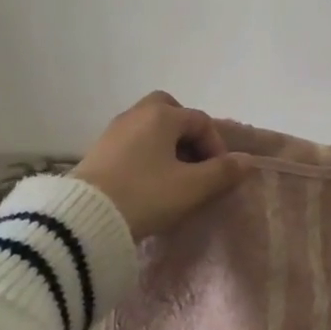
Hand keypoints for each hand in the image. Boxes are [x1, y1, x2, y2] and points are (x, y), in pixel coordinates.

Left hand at [72, 92, 249, 240]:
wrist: (84, 219)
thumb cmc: (145, 196)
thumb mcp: (191, 188)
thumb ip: (222, 172)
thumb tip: (246, 161)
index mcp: (161, 115)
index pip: (200, 121)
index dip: (216, 147)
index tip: (219, 176)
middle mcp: (136, 114)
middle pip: (170, 110)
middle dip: (188, 134)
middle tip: (195, 163)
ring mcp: (114, 131)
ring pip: (150, 127)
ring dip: (167, 146)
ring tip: (174, 178)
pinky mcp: (98, 151)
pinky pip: (133, 142)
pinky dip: (147, 155)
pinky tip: (149, 183)